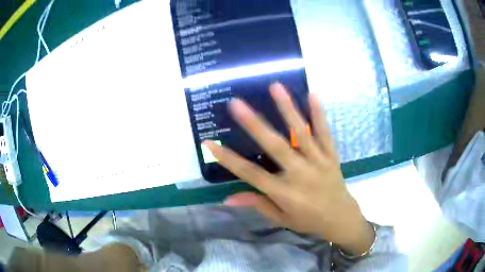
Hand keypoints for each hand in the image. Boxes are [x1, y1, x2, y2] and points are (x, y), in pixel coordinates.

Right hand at [203, 83, 374, 254]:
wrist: (341, 219)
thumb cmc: (308, 221)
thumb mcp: (281, 218)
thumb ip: (257, 204)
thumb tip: (227, 198)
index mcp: (285, 193)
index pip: (251, 174)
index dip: (228, 159)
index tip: (209, 143)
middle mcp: (301, 174)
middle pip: (275, 146)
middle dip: (254, 124)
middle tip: (236, 104)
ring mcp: (318, 162)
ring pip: (301, 133)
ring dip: (288, 109)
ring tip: (275, 87)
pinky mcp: (332, 156)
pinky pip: (325, 133)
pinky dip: (319, 114)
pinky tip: (312, 94)